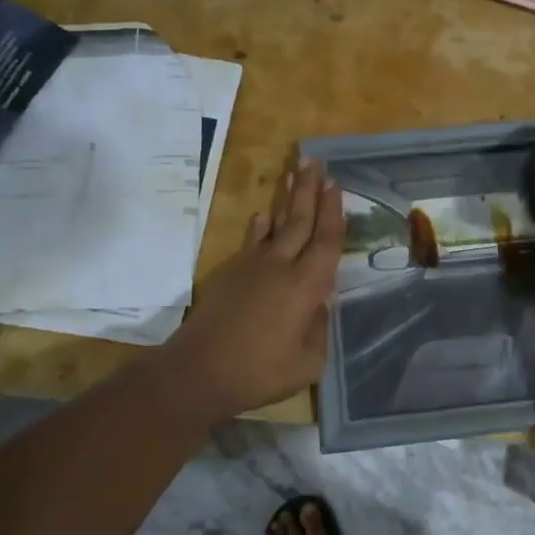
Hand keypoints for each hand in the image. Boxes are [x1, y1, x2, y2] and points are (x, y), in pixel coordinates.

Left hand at [166, 157, 343, 422]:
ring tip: (293, 174)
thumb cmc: (261, 372)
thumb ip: (319, 328)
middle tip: (314, 162)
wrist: (199, 372)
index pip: (326, 240)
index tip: (336, 184)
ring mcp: (251, 267)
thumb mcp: (308, 362)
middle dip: (309, 190)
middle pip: (299, 220)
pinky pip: (251, 243)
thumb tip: (322, 303)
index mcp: (307, 286)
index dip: (333, 211)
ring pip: (274, 225)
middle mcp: (281, 267)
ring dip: (285, 200)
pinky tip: (263, 218)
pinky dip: (260, 228)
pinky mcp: (229, 275)